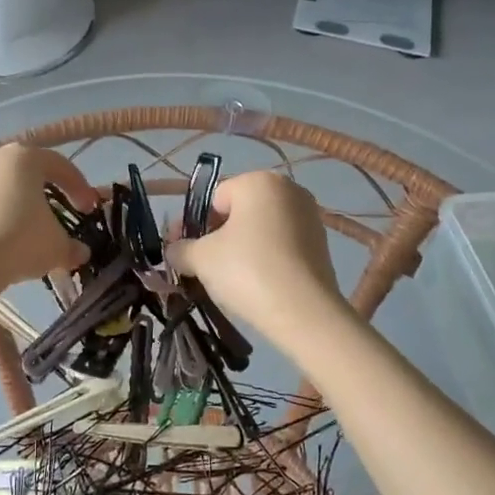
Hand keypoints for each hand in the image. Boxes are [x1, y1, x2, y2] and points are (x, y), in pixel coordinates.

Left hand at [0, 144, 97, 288]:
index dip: (79, 187)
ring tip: (24, 230)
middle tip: (56, 216)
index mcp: (25, 157)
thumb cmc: (20, 240)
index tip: (88, 209)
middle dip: (44, 194)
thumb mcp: (57, 246)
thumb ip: (71, 246)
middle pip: (27, 172)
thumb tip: (80, 252)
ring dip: (15, 205)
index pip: (60, 166)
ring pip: (0, 187)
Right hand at [164, 172, 345, 338]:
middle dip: (217, 236)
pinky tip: (256, 285)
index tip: (181, 251)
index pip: (214, 198)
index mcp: (259, 181)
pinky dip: (265, 259)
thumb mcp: (201, 259)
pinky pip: (281, 246)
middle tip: (201, 266)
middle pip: (239, 212)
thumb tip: (173, 251)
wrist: (304, 313)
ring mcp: (309, 217)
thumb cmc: (247, 271)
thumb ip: (180, 249)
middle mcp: (289, 190)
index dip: (193, 225)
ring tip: (228, 280)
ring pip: (261, 230)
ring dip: (241, 248)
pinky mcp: (322, 244)